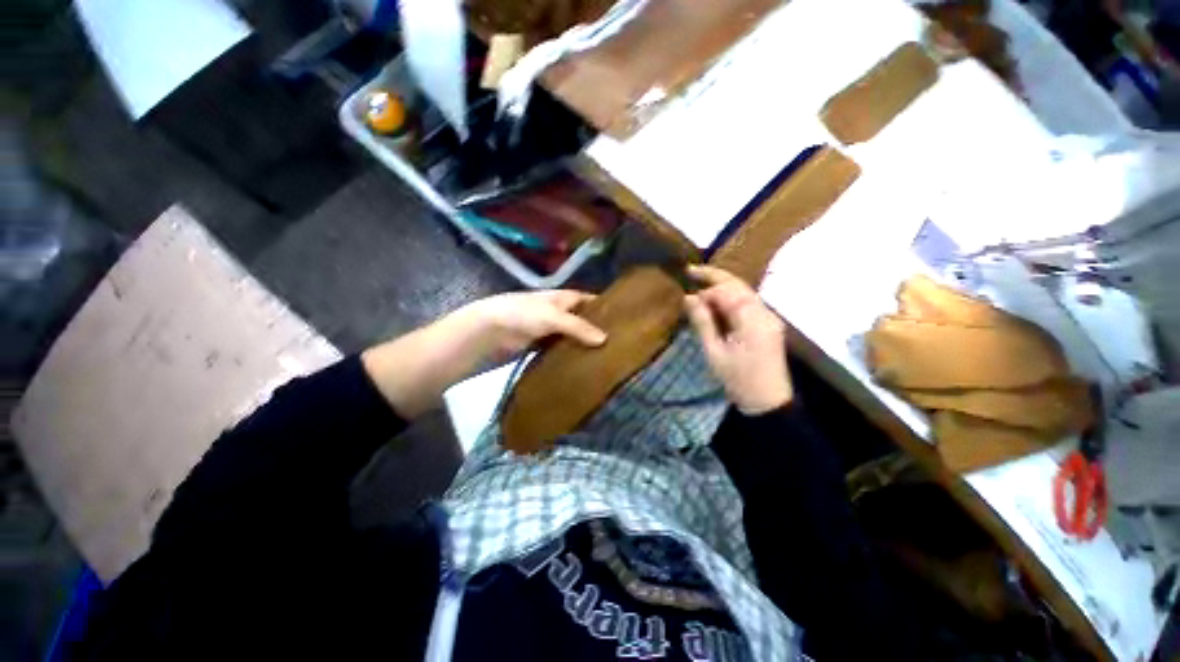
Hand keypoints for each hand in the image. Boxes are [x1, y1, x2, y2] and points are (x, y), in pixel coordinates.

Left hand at [362, 290, 604, 417]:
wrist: (477, 336)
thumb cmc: (514, 316)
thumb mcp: (547, 316)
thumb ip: (576, 326)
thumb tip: (606, 339)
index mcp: (557, 298)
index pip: (587, 299)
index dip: (605, 305)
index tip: (627, 317)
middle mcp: (554, 313)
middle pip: (581, 319)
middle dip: (599, 327)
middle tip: (624, 342)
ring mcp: (545, 333)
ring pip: (572, 337)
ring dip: (586, 345)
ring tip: (611, 357)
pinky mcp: (537, 350)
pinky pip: (559, 352)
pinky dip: (571, 357)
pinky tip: (585, 367)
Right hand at [684, 265, 792, 414]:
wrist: (768, 403)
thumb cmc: (738, 380)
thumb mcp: (714, 352)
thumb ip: (702, 322)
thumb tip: (689, 297)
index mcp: (752, 319)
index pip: (727, 291)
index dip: (706, 288)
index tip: (686, 291)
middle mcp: (765, 312)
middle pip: (738, 285)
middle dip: (714, 276)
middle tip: (691, 270)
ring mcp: (769, 318)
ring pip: (744, 292)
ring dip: (722, 287)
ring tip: (700, 284)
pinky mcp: (768, 324)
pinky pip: (748, 303)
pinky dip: (730, 299)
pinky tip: (716, 302)